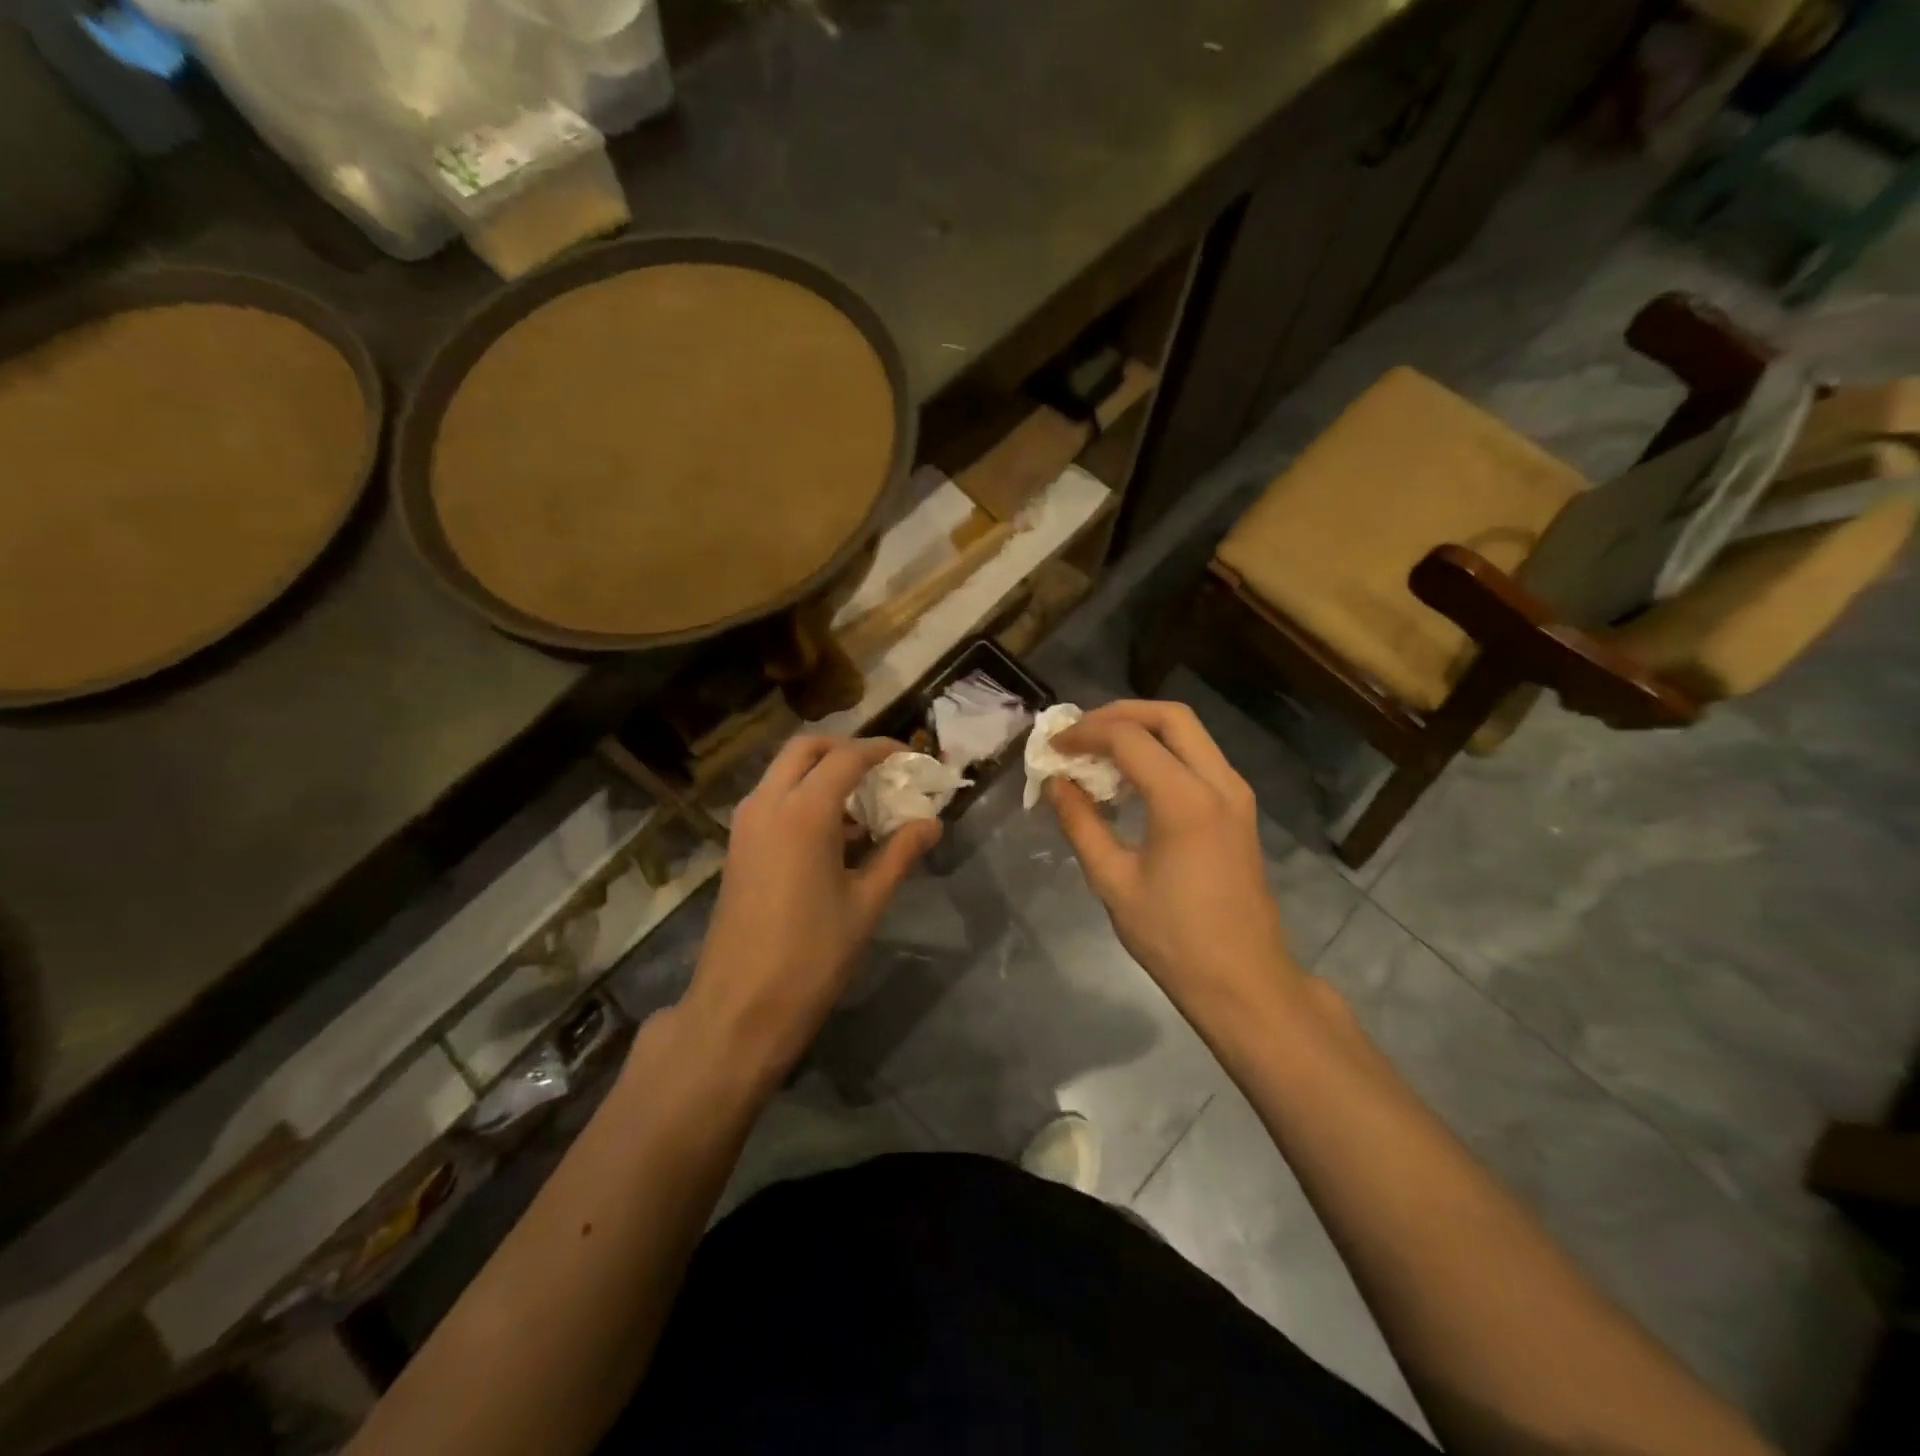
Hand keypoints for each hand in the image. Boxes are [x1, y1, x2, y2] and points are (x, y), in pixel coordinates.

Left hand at [680, 737, 939, 1085]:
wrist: (740, 1008)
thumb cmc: (811, 956)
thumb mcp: (866, 904)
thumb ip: (899, 854)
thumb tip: (931, 823)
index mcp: (803, 812)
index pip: (847, 758)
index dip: (882, 750)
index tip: (911, 756)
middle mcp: (767, 804)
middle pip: (806, 749)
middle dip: (845, 749)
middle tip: (882, 770)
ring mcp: (746, 824)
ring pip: (784, 771)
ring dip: (821, 772)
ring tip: (863, 803)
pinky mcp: (738, 846)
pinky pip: (773, 799)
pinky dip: (802, 796)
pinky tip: (834, 833)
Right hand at [1048, 701, 1301, 1021]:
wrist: (1243, 980)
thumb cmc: (1173, 937)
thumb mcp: (1113, 881)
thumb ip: (1081, 824)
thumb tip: (1056, 784)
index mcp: (1185, 799)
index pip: (1128, 738)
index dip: (1085, 734)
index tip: (1053, 748)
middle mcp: (1218, 782)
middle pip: (1170, 716)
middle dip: (1119, 714)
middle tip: (1080, 733)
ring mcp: (1236, 794)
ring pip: (1190, 732)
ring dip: (1143, 729)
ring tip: (1100, 750)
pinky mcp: (1239, 809)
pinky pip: (1199, 757)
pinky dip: (1163, 751)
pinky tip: (1133, 777)